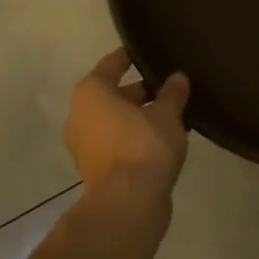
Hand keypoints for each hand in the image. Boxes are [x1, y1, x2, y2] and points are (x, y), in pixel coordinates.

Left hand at [63, 49, 189, 216]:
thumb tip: (178, 77)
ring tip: (173, 113)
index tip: (148, 52)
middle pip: (113, 94)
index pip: (112, 64)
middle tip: (169, 87)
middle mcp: (80, 115)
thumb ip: (172, 93)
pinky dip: (135, 137)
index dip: (131, 56)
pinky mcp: (95, 170)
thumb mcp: (167, 114)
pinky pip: (117, 142)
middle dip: (141, 91)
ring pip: (115, 120)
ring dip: (139, 116)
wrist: (128, 205)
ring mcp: (84, 145)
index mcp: (91, 92)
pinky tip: (163, 139)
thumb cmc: (143, 146)